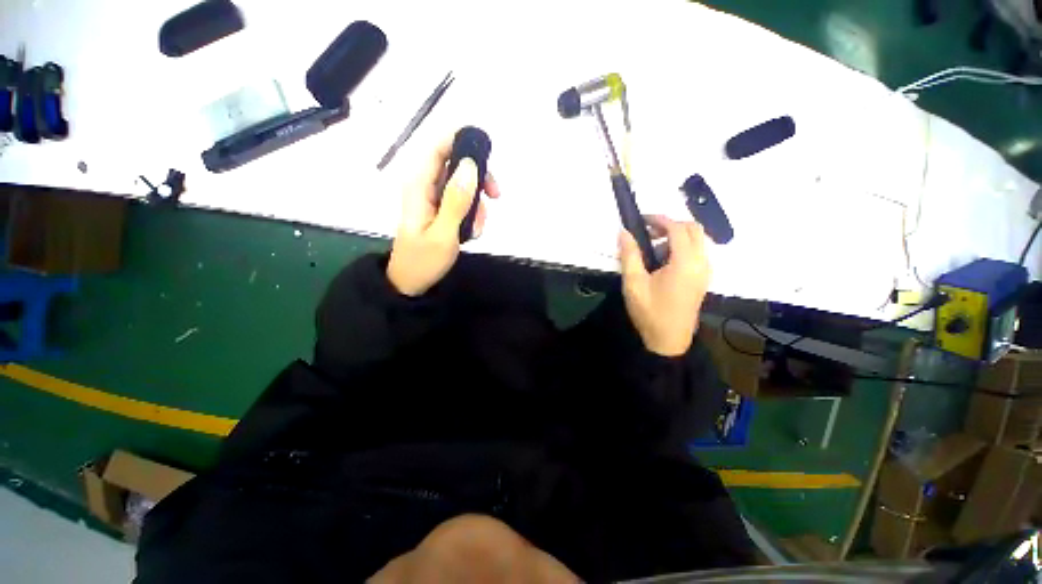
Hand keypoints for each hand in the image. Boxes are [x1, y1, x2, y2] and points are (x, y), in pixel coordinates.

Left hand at [387, 134, 500, 296]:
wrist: (411, 282)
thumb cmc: (423, 260)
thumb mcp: (443, 233)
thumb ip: (456, 201)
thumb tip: (470, 167)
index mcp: (419, 186)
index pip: (438, 147)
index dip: (461, 139)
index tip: (487, 151)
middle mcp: (426, 186)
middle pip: (456, 164)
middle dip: (479, 178)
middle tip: (495, 195)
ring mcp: (434, 198)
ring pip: (464, 185)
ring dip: (477, 203)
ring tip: (476, 228)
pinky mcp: (441, 210)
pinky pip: (462, 202)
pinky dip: (473, 214)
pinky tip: (471, 232)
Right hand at [618, 216, 710, 356]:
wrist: (669, 341)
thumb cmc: (650, 312)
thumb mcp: (634, 283)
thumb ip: (630, 255)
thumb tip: (624, 232)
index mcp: (684, 263)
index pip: (677, 228)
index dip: (659, 219)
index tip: (641, 219)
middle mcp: (701, 263)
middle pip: (693, 229)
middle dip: (671, 224)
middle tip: (648, 231)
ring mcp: (705, 271)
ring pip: (698, 240)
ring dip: (677, 235)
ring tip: (653, 246)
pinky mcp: (704, 279)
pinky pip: (698, 252)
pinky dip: (683, 246)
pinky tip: (664, 259)